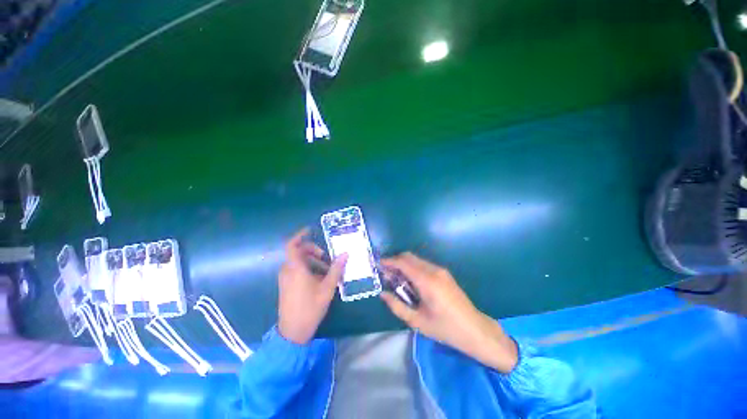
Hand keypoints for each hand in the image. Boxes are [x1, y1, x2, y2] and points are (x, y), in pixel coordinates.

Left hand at [277, 228, 347, 344]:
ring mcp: (285, 278)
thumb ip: (336, 269)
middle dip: (314, 251)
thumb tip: (345, 253)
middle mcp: (287, 270)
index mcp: (295, 268)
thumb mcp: (327, 288)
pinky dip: (308, 269)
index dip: (300, 235)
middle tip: (327, 258)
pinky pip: (296, 270)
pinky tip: (320, 279)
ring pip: (298, 262)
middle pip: (299, 252)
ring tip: (327, 271)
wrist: (293, 332)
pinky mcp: (286, 285)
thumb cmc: (310, 308)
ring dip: (313, 261)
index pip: (292, 245)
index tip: (310, 230)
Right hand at [380, 253, 517, 372]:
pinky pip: (424, 264)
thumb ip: (397, 306)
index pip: (403, 262)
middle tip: (386, 273)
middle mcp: (434, 270)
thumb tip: (382, 294)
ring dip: (404, 264)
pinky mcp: (444, 273)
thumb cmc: (445, 328)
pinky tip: (411, 281)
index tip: (379, 265)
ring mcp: (441, 270)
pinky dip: (413, 267)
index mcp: (426, 281)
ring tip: (396, 279)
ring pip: (416, 259)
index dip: (389, 261)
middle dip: (395, 261)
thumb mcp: (417, 321)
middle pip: (409, 256)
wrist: (475, 329)